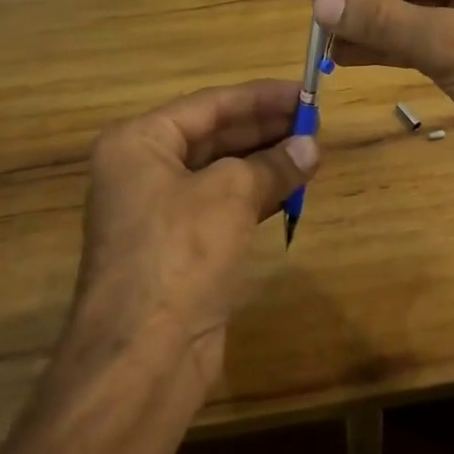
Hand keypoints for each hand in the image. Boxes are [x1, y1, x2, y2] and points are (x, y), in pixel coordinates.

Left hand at [69, 80, 317, 389]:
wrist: (142, 362)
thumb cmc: (179, 253)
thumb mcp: (231, 194)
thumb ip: (273, 164)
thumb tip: (310, 147)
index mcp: (139, 143)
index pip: (210, 104)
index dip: (260, 97)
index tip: (303, 92)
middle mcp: (143, 171)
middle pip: (214, 135)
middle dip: (265, 129)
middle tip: (314, 121)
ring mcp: (159, 212)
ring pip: (221, 172)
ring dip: (266, 162)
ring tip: (312, 151)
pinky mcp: (179, 249)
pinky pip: (222, 206)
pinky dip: (257, 195)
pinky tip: (293, 189)